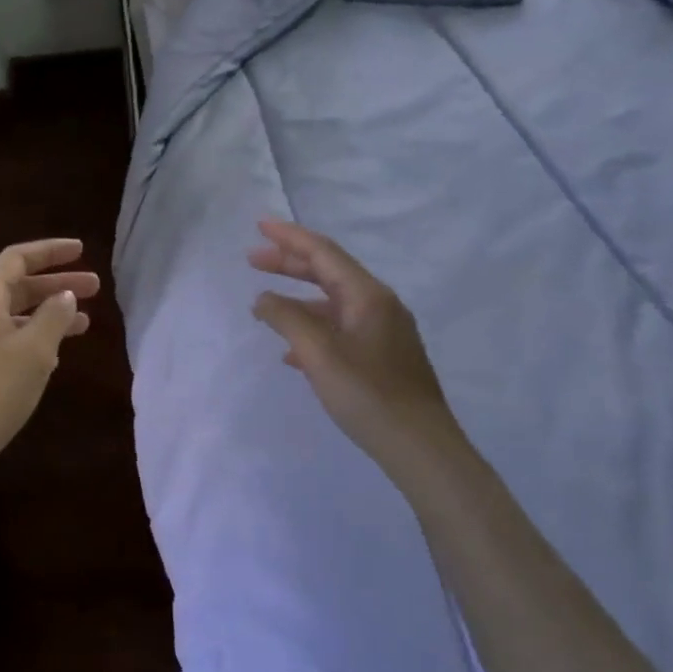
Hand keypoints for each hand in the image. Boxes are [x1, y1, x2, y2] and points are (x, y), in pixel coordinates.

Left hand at [0, 238, 98, 487]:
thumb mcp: (35, 350)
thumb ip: (54, 317)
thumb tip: (65, 297)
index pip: (18, 258)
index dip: (51, 252)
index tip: (82, 251)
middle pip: (16, 286)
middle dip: (56, 286)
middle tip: (96, 289)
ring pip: (11, 316)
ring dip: (46, 316)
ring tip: (83, 325)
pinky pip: (1, 339)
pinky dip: (29, 338)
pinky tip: (52, 356)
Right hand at [249, 219, 453, 463]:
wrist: (419, 446)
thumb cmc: (367, 395)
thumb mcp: (319, 354)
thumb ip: (287, 320)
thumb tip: (264, 299)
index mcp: (367, 296)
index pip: (323, 253)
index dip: (289, 237)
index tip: (259, 225)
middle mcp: (379, 304)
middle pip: (329, 273)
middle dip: (290, 264)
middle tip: (253, 260)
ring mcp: (384, 331)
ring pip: (333, 303)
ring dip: (299, 299)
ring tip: (266, 306)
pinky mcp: (383, 355)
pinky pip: (341, 328)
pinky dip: (314, 328)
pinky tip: (292, 350)